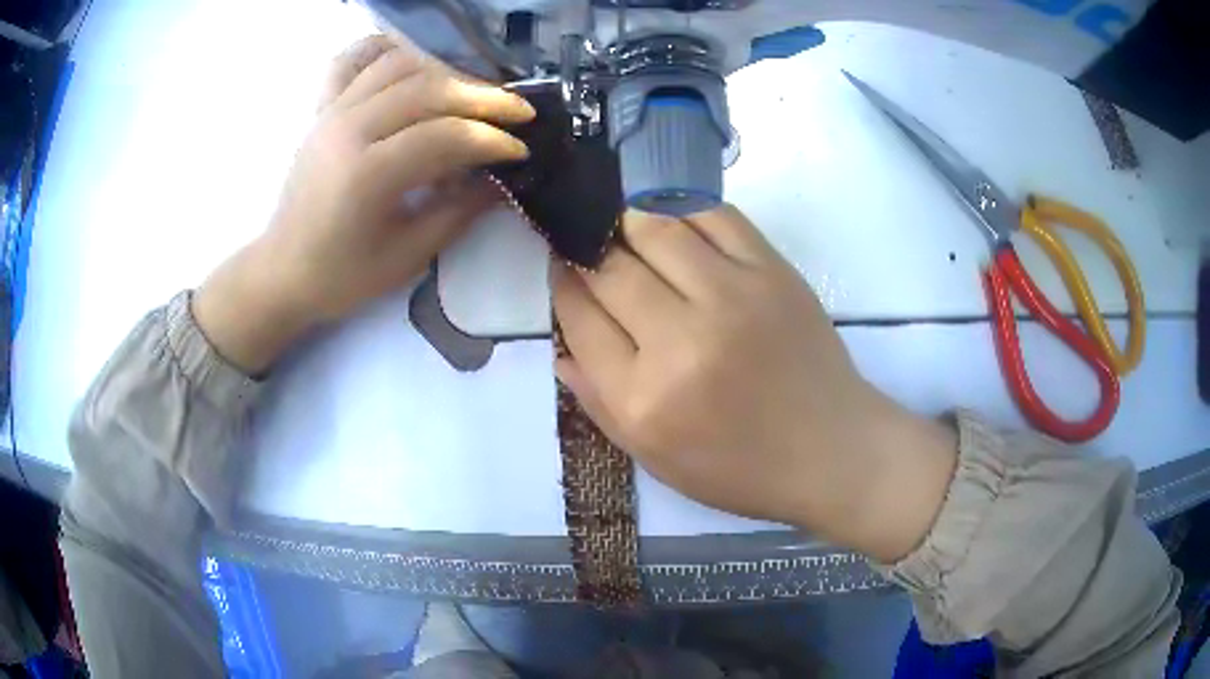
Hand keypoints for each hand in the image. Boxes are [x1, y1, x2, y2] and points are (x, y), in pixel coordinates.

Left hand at [193, 34, 534, 372]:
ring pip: (399, 65)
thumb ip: (458, 212)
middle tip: (519, 111)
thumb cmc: (341, 276)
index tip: (522, 150)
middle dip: (483, 97)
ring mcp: (331, 112)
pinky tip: (413, 58)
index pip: (444, 135)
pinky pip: (354, 60)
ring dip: (447, 71)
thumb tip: (503, 181)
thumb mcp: (407, 256)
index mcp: (366, 175)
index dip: (491, 139)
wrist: (282, 272)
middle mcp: (348, 129)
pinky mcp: (322, 109)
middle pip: (428, 89)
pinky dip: (387, 50)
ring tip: (475, 92)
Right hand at [553, 206, 957, 561]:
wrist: (831, 449)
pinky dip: (681, 208)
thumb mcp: (654, 458)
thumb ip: (597, 402)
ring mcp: (731, 297)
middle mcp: (681, 341)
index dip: (562, 285)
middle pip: (609, 268)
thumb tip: (559, 344)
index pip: (579, 318)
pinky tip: (672, 219)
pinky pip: (713, 216)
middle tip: (586, 244)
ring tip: (622, 225)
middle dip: (586, 250)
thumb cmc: (741, 468)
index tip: (561, 267)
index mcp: (644, 399)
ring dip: (626, 220)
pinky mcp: (772, 272)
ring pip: (653, 228)